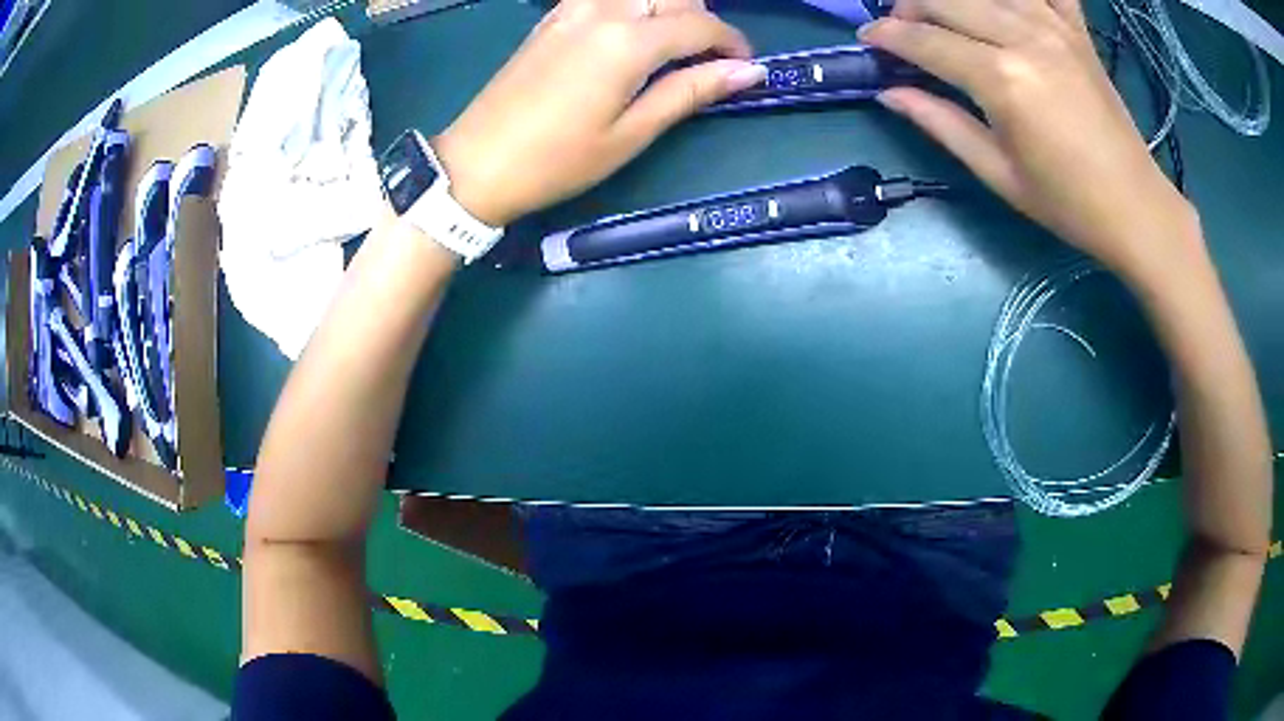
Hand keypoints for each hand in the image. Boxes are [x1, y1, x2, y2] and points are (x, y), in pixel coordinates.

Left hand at [434, 0, 766, 226]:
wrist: (476, 164)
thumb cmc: (557, 160)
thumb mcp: (631, 134)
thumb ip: (689, 92)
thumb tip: (747, 72)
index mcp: (628, 41)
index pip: (700, 23)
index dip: (731, 42)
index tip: (745, 67)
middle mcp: (603, 10)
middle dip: (701, 18)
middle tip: (706, 59)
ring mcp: (572, 8)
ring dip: (666, 7)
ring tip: (670, 45)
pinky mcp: (553, 16)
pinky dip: (632, 5)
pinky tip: (631, 34)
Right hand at [859, 0, 1201, 282]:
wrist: (1135, 207)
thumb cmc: (1067, 203)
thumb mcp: (998, 173)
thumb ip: (941, 123)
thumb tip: (889, 93)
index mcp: (1002, 80)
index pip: (925, 40)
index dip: (887, 36)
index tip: (868, 40)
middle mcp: (1024, 37)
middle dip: (909, 8)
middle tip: (902, 30)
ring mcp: (1053, 26)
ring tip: (941, 14)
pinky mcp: (1075, 28)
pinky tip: (1005, 7)